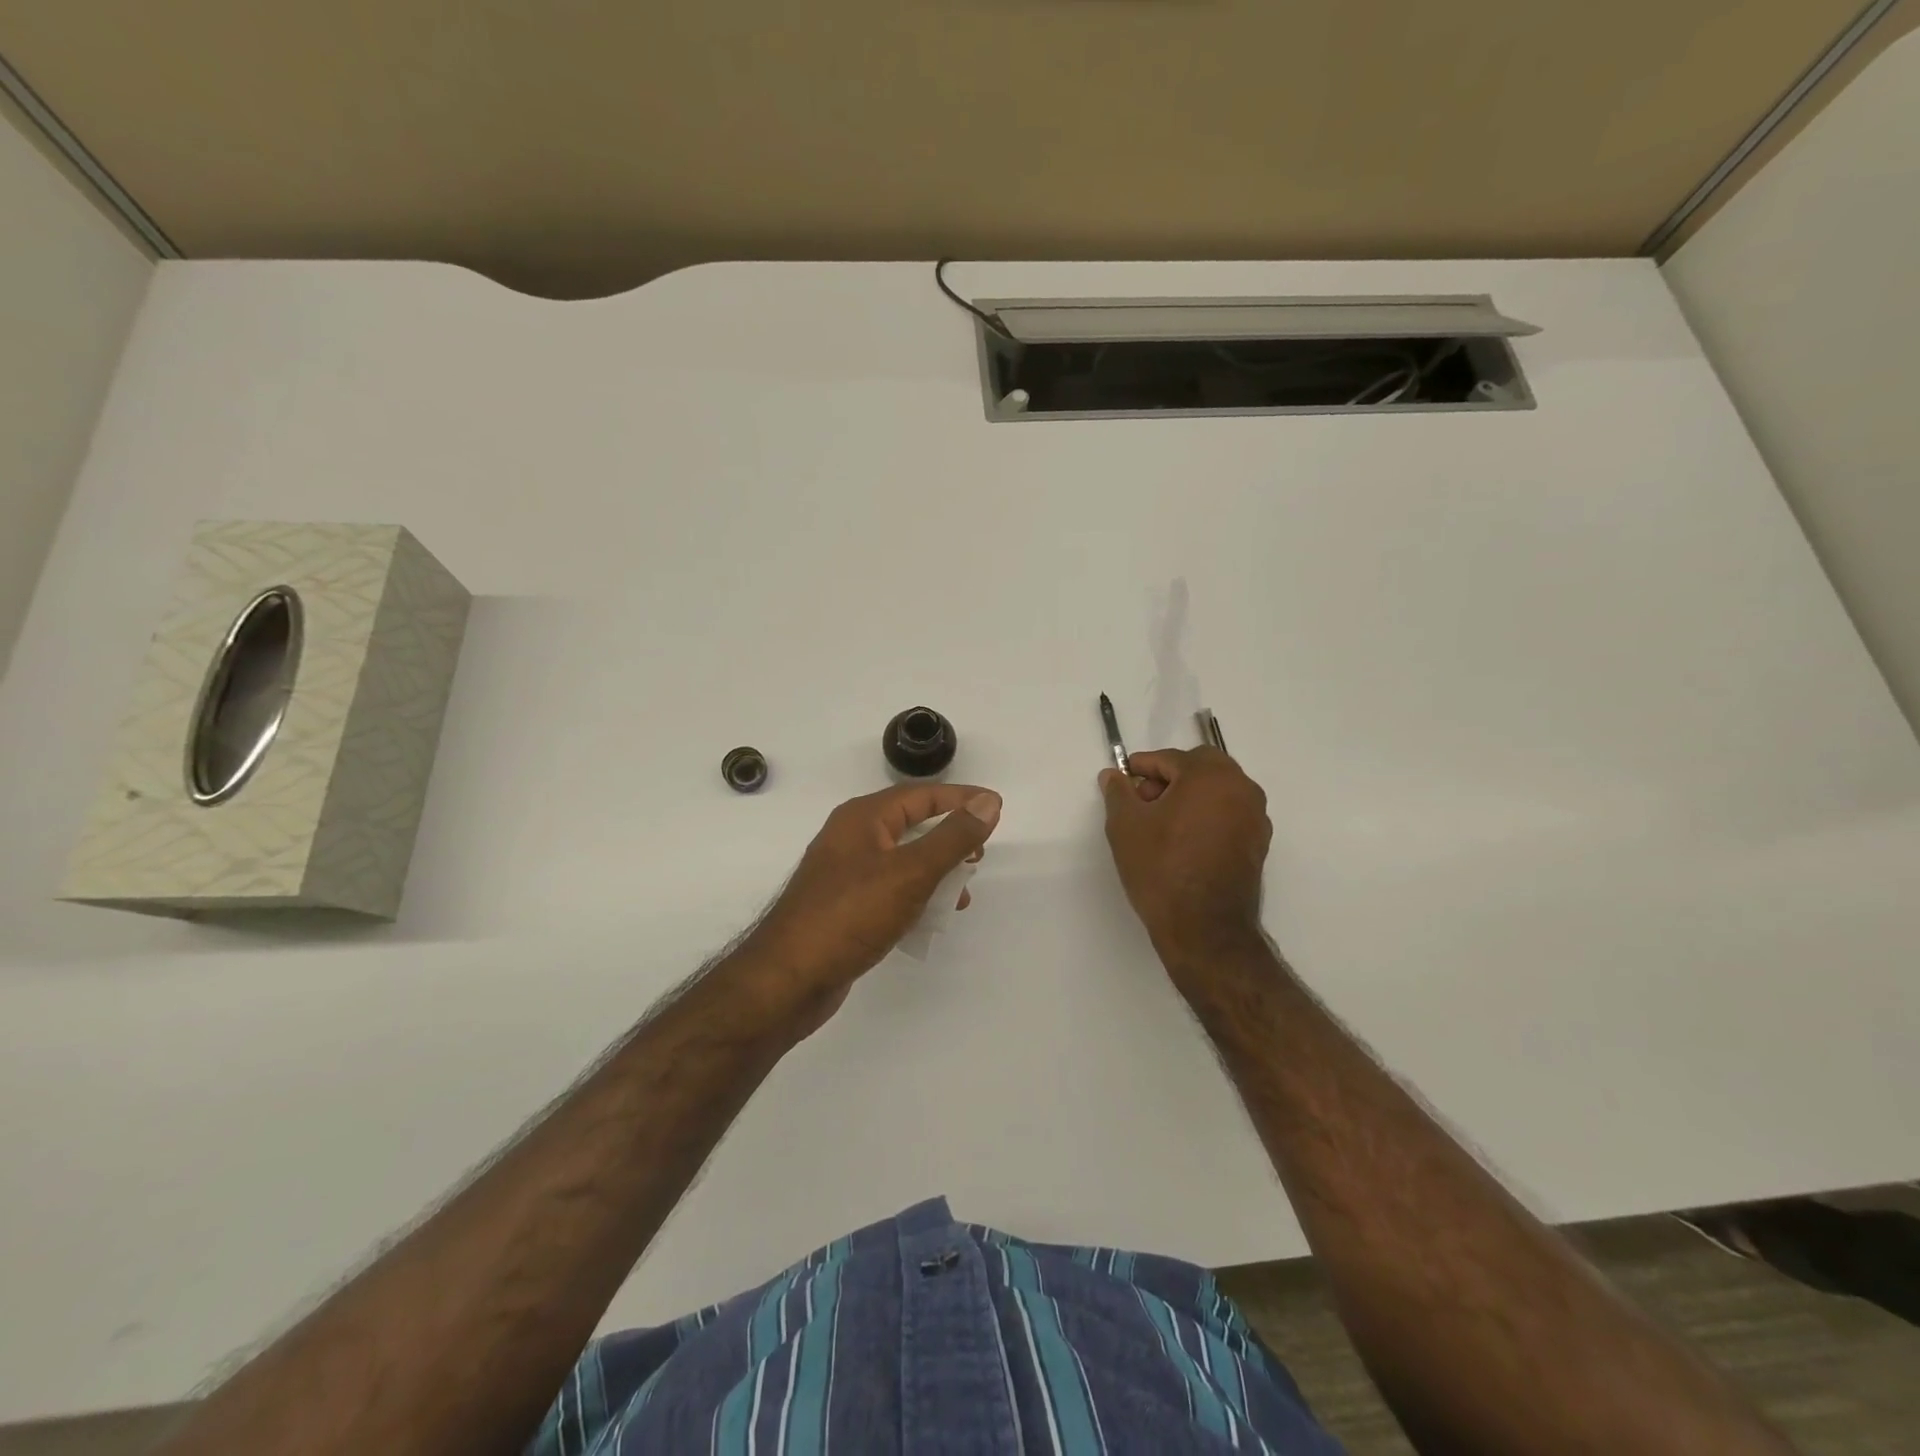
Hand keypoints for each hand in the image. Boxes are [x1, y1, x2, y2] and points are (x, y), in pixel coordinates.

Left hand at [740, 783, 1001, 1024]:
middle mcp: (852, 838)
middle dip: (949, 838)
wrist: (788, 979)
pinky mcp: (845, 907)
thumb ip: (952, 837)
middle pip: (911, 825)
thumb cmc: (850, 915)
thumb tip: (987, 803)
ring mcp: (845, 874)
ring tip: (962, 893)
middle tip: (980, 855)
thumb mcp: (911, 872)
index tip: (996, 806)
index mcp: (863, 818)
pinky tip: (931, 919)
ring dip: (936, 872)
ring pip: (903, 861)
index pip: (922, 795)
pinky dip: (916, 898)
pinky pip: (891, 890)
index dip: (961, 799)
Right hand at [1099, 748, 1271, 974]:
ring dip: (1190, 796)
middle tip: (1143, 803)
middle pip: (1200, 768)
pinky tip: (1184, 841)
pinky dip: (1207, 816)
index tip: (1122, 782)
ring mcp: (1255, 817)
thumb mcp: (1125, 826)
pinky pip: (1229, 814)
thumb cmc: (1161, 868)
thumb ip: (1118, 792)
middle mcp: (1241, 788)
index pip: (1169, 759)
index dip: (1141, 768)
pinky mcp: (1258, 843)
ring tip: (1161, 825)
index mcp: (1211, 776)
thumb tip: (1113, 775)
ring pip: (1217, 791)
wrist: (1204, 928)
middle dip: (1170, 778)